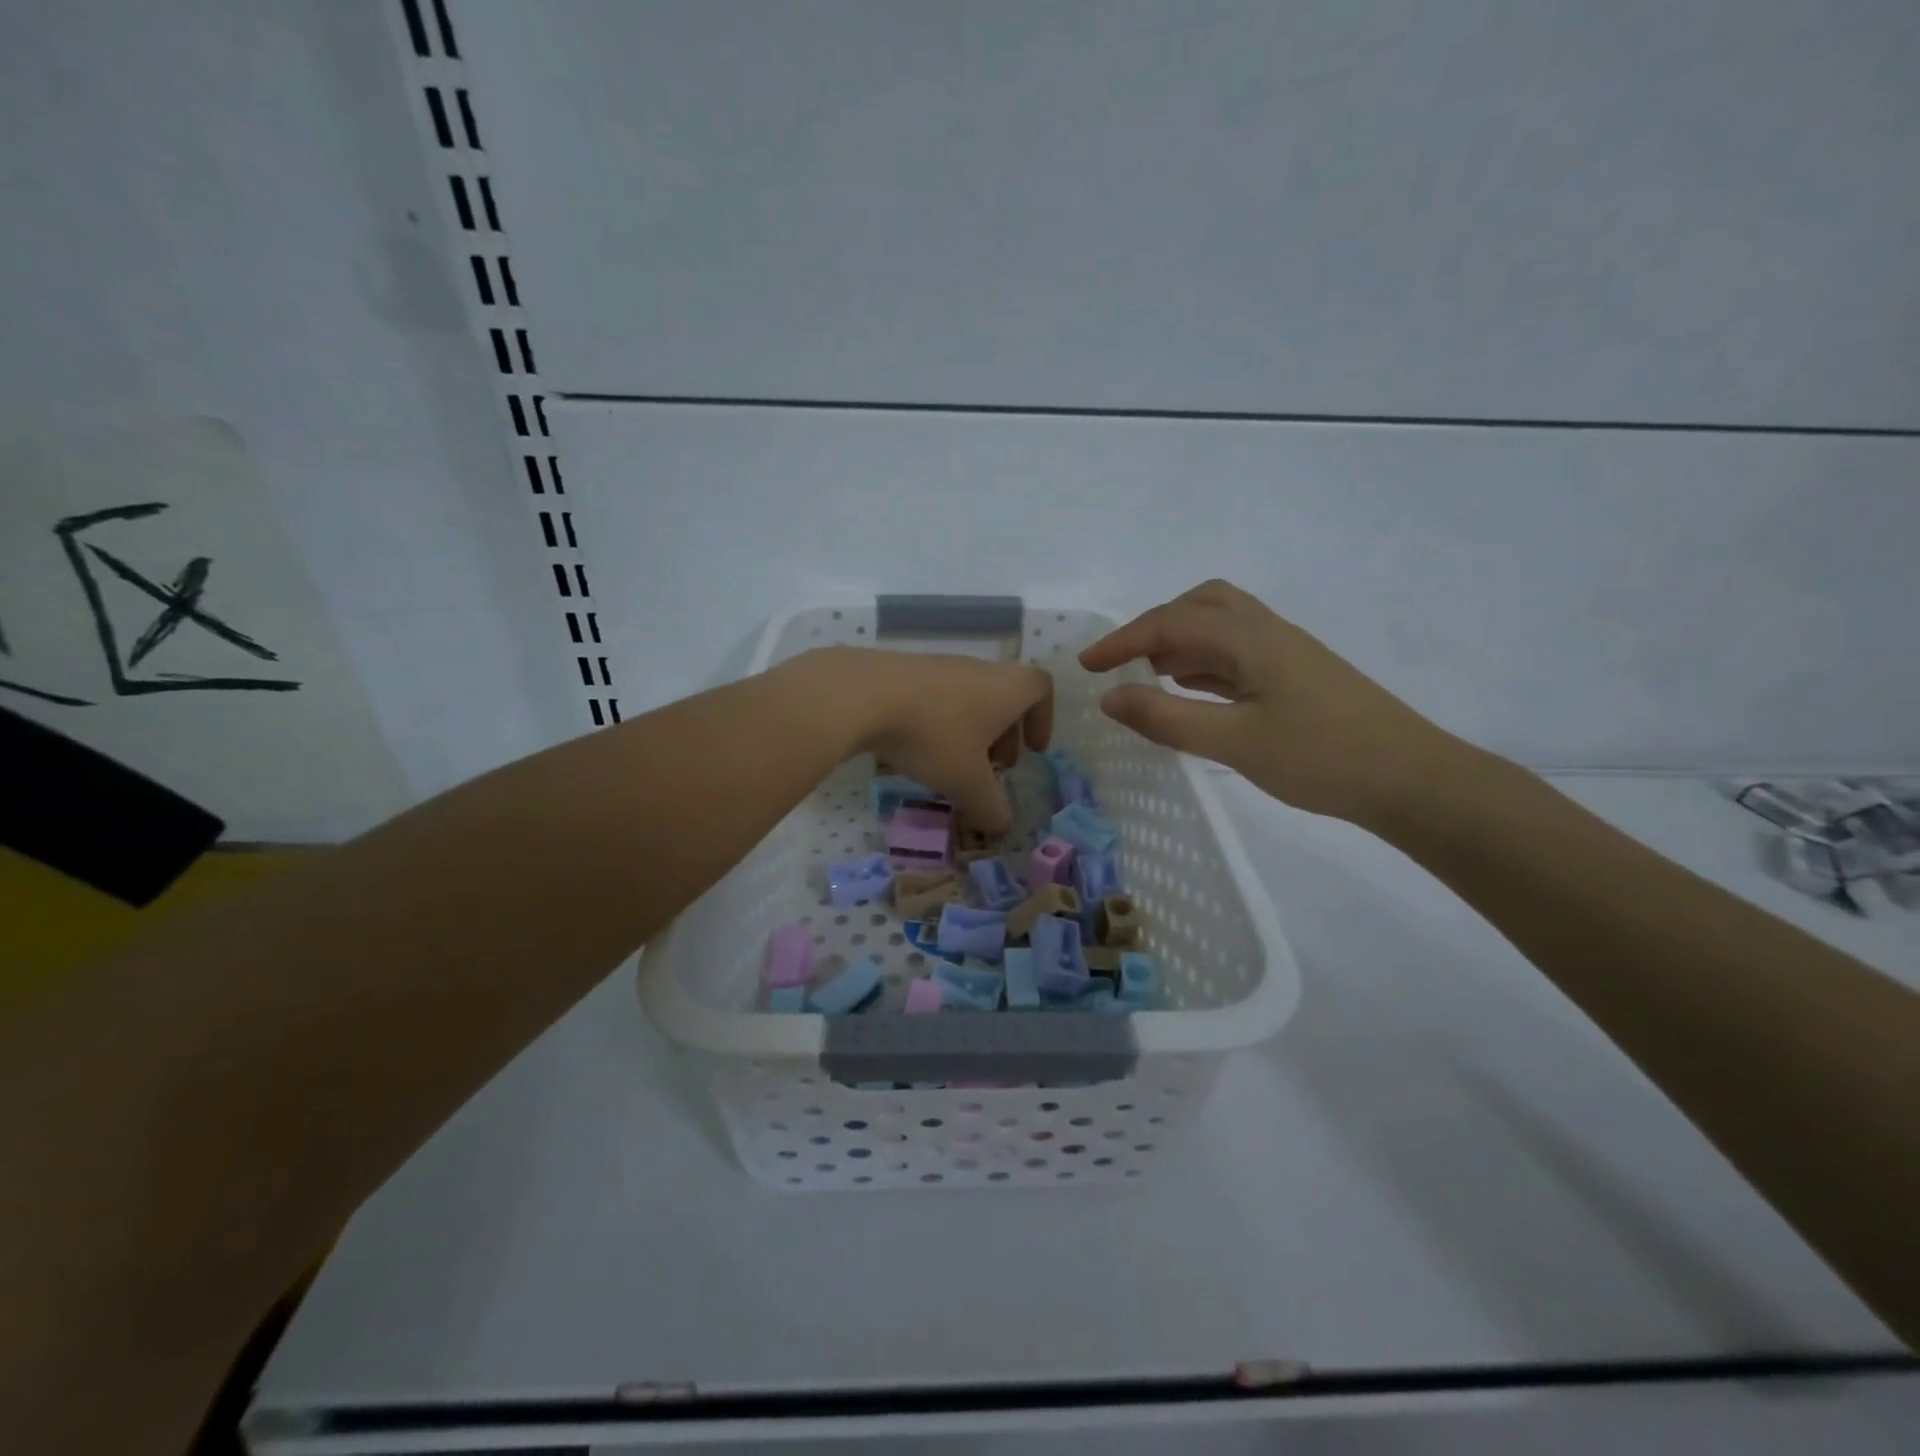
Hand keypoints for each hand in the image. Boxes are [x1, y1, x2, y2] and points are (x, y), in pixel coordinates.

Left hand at [795, 647, 1053, 835]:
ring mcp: (939, 667)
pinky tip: (916, 749)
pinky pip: (935, 698)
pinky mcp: (904, 671)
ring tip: (953, 766)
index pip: (1041, 688)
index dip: (1043, 718)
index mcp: (1006, 688)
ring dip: (970, 731)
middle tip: (994, 768)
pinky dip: (938, 723)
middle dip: (1005, 734)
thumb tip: (1001, 826)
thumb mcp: (967, 782)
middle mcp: (978, 670)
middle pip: (1003, 696)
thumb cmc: (933, 735)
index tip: (1032, 750)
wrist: (863, 695)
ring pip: (968, 698)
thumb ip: (990, 807)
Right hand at [1078, 580, 1467, 826]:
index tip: (1086, 666)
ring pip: (1223, 626)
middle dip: (1156, 625)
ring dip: (1181, 642)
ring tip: (1148, 676)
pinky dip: (1205, 662)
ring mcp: (1287, 653)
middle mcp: (1268, 632)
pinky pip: (1239, 652)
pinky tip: (1193, 690)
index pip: (1171, 623)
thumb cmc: (1320, 758)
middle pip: (1202, 604)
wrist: (1413, 780)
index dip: (1123, 640)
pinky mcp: (1298, 676)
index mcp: (1250, 639)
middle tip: (1126, 661)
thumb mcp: (1232, 742)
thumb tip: (1109, 696)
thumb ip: (1166, 717)